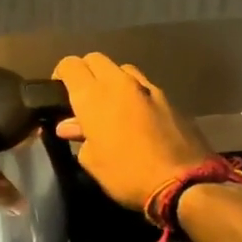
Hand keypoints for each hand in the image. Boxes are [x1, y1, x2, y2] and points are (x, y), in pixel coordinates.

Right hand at [51, 53, 213, 211]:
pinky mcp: (168, 98)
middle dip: (85, 72)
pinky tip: (135, 117)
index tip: (58, 93)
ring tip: (110, 105)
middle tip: (82, 98)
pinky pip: (143, 86)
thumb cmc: (126, 174)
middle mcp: (119, 83)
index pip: (70, 65)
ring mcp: (147, 87)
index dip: (60, 74)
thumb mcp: (92, 161)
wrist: (183, 182)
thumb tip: (70, 125)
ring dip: (111, 80)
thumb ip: (80, 137)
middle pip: (95, 59)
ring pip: (121, 69)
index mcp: (93, 95)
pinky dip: (133, 94)